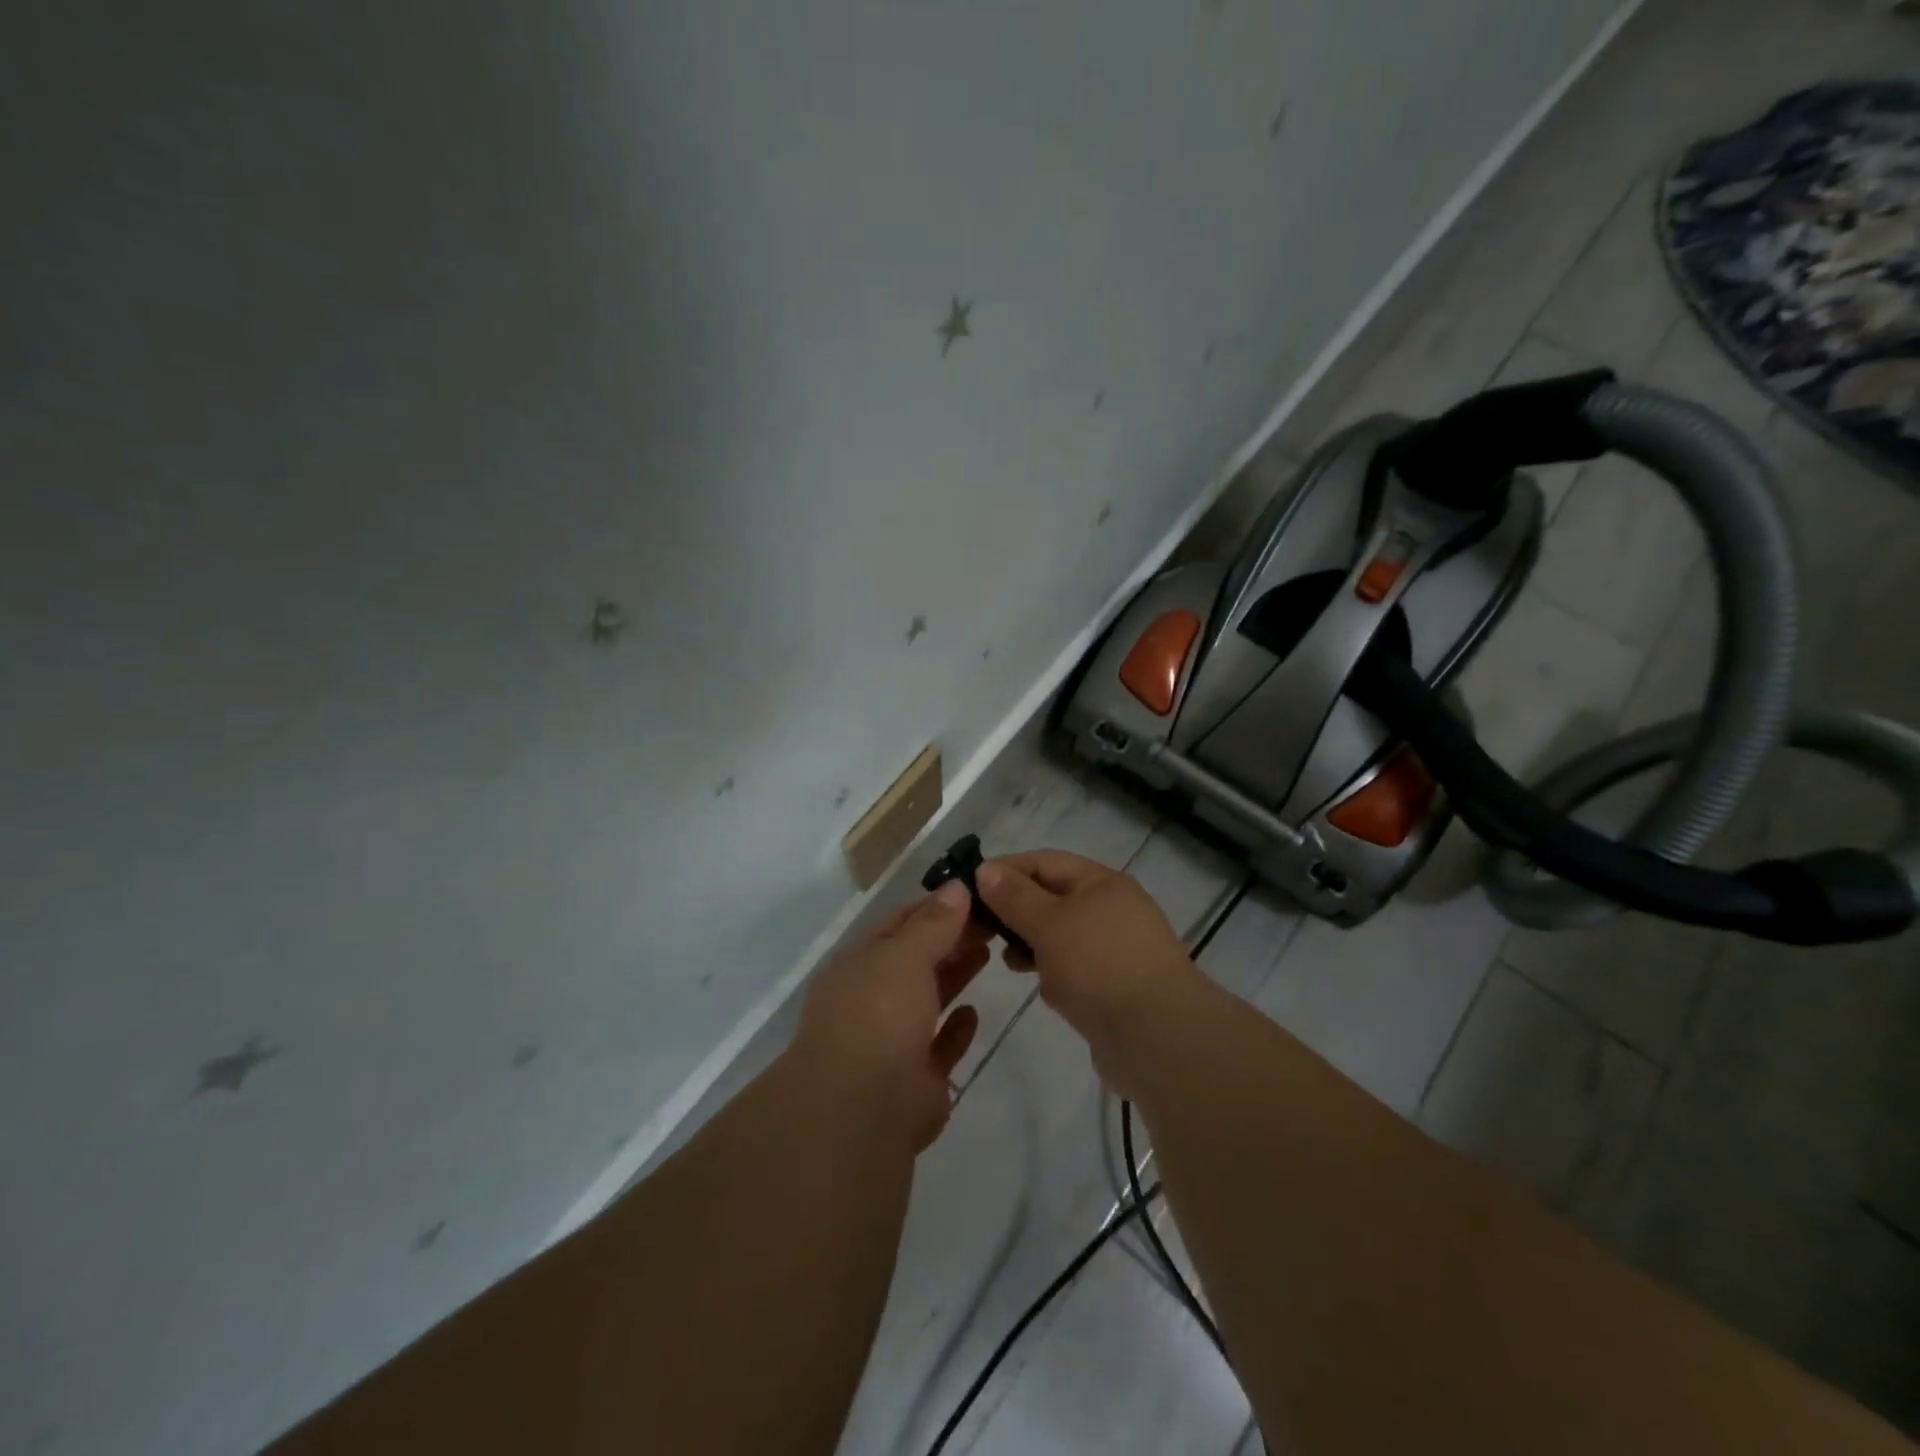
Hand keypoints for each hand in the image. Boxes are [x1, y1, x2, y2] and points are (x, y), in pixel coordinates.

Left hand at [793, 880, 990, 1150]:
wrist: (862, 1110)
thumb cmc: (878, 1014)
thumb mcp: (904, 954)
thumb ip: (933, 923)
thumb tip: (956, 887)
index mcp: (857, 966)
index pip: (897, 925)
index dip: (933, 907)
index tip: (972, 892)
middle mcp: (870, 1001)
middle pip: (914, 961)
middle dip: (949, 939)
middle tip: (992, 920)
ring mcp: (890, 1043)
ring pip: (927, 1000)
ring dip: (954, 976)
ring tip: (989, 951)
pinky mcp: (915, 1082)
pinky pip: (938, 1047)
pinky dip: (955, 1029)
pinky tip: (974, 1012)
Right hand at [976, 850, 1203, 1086]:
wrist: (1159, 1037)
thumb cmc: (1099, 966)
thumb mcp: (1048, 924)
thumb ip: (1014, 897)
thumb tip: (986, 869)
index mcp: (1101, 883)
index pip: (1044, 862)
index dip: (1006, 870)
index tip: (968, 888)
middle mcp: (1112, 909)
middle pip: (1052, 898)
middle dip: (1016, 911)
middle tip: (980, 928)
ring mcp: (1117, 949)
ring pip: (1062, 936)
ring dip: (1033, 944)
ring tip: (1007, 960)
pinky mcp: (1116, 986)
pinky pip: (1075, 968)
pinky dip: (1055, 972)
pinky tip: (1042, 988)